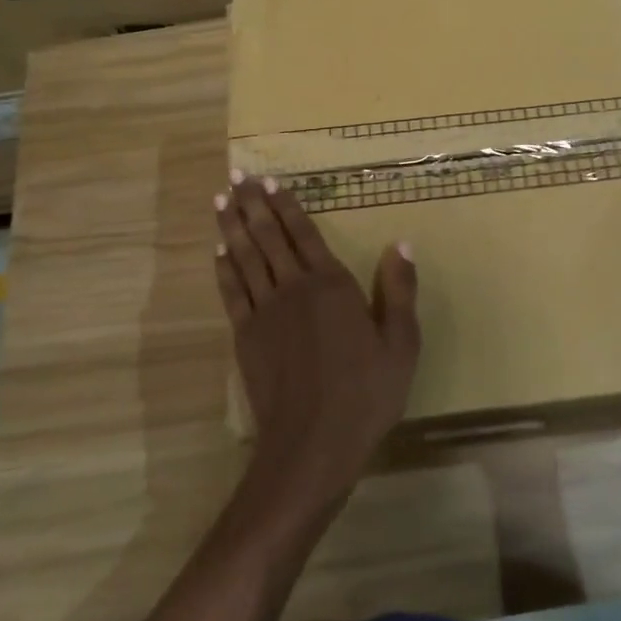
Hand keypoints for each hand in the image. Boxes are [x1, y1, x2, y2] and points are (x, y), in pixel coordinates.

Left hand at [214, 174, 419, 515]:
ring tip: (221, 201)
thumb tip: (401, 243)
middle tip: (236, 177)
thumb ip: (399, 291)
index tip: (269, 180)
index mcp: (331, 285)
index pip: (304, 233)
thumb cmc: (365, 393)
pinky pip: (231, 292)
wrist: (312, 443)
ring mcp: (264, 312)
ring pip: (245, 259)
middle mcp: (293, 288)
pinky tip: (218, 253)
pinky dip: (224, 269)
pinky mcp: (245, 336)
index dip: (286, 205)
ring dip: (232, 228)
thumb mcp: (401, 344)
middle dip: (252, 205)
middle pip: (268, 237)